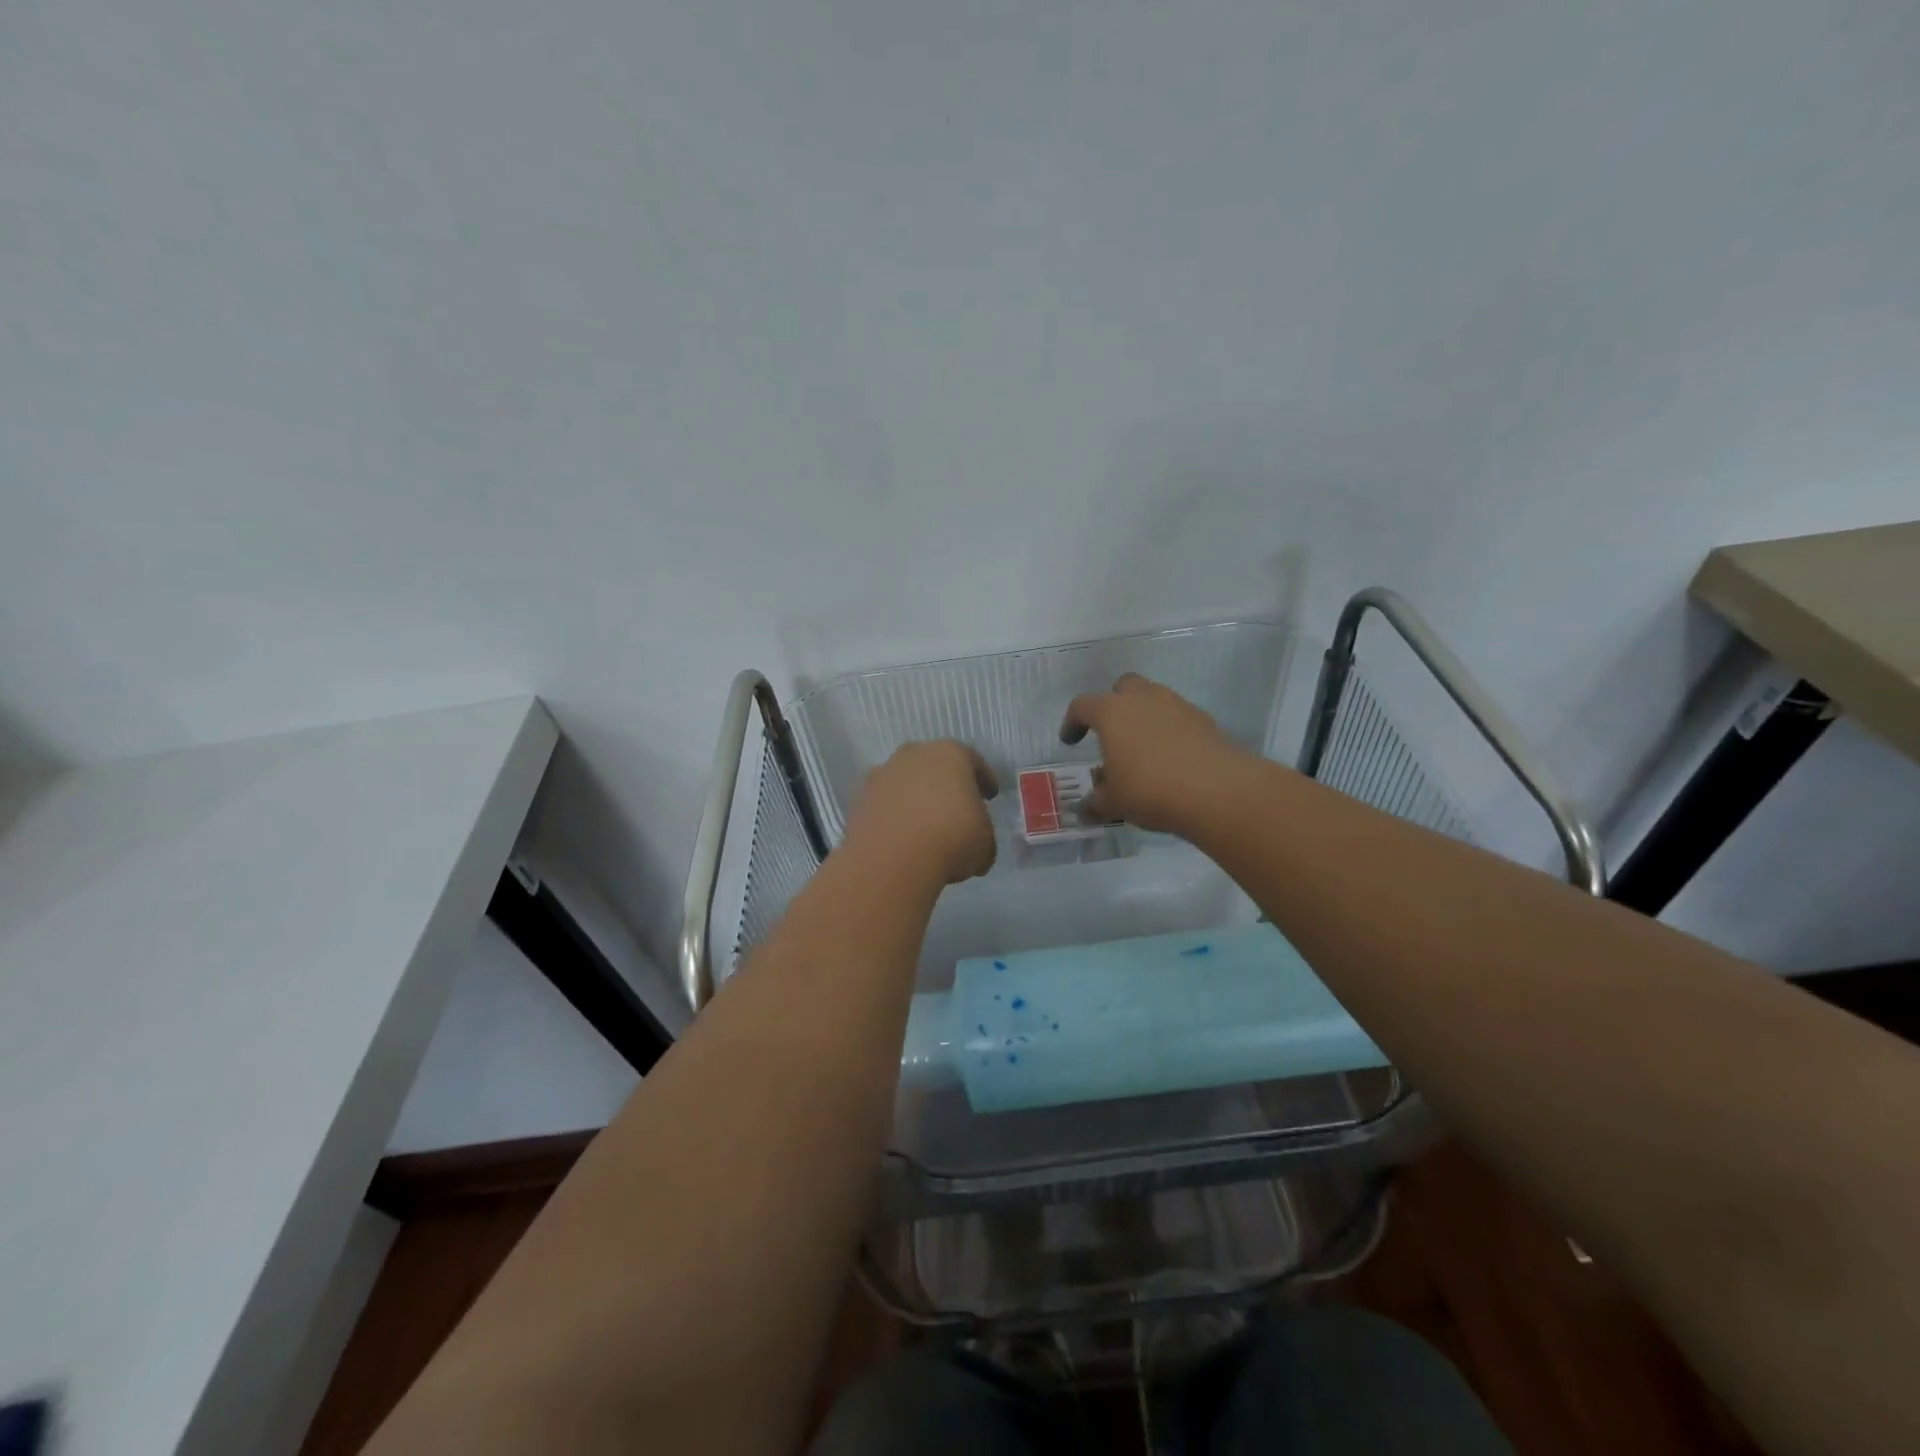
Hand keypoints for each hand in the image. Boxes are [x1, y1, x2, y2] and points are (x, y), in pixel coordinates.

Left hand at [843, 741, 998, 884]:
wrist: (892, 858)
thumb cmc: (951, 838)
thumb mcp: (985, 843)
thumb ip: (983, 835)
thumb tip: (976, 846)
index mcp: (951, 754)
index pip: (973, 762)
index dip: (984, 780)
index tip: (990, 796)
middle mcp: (914, 754)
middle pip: (935, 765)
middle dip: (946, 784)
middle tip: (956, 807)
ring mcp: (882, 774)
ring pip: (906, 782)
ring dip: (915, 798)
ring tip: (925, 825)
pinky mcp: (859, 798)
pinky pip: (885, 803)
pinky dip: (894, 815)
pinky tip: (901, 837)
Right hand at [1060, 674, 1254, 834]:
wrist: (1217, 790)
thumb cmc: (1150, 789)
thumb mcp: (1115, 803)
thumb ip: (1097, 802)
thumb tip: (1085, 809)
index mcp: (1112, 712)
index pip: (1082, 706)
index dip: (1073, 722)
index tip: (1071, 741)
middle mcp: (1143, 699)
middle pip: (1123, 687)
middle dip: (1114, 704)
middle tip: (1111, 733)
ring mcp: (1177, 705)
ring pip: (1154, 699)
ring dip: (1144, 716)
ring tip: (1142, 748)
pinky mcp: (1204, 720)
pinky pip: (1178, 717)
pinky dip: (1169, 730)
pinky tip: (1170, 758)